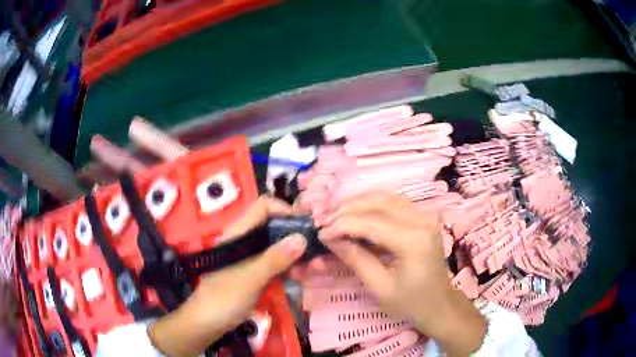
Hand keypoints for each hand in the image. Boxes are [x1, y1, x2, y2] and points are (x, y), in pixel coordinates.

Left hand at [149, 196, 306, 356]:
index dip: (284, 209)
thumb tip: (301, 238)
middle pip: (273, 225)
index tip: (304, 225)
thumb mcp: (250, 278)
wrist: (206, 322)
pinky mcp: (252, 272)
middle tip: (313, 252)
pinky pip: (274, 262)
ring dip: (293, 254)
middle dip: (294, 235)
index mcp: (238, 233)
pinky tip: (298, 277)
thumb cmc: (223, 298)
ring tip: (309, 268)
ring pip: (276, 245)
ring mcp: (249, 257)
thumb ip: (275, 258)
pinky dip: (287, 266)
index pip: (263, 206)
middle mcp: (245, 240)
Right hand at [319, 191, 485, 356]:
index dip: (342, 225)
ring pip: (386, 196)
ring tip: (337, 214)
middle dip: (347, 209)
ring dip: (358, 202)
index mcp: (413, 241)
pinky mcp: (423, 217)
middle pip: (378, 202)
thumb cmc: (411, 303)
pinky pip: (394, 201)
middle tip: (325, 220)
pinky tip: (357, 211)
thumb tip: (330, 238)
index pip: (370, 223)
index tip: (321, 233)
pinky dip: (373, 203)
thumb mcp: (379, 287)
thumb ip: (355, 258)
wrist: (440, 304)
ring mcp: (425, 216)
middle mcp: (422, 220)